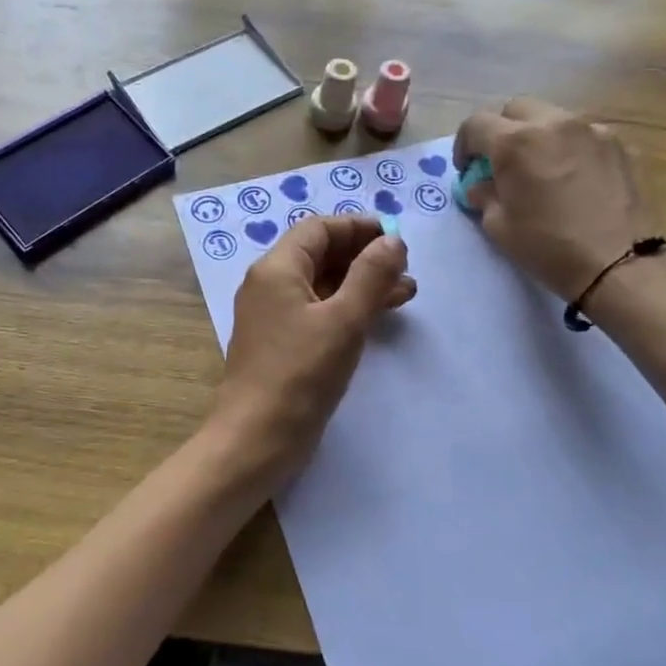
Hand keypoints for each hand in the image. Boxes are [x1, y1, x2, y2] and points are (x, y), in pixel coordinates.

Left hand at [213, 215, 415, 474]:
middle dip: (364, 256)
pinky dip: (348, 308)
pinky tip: (378, 316)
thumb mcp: (343, 320)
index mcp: (276, 269)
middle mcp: (269, 285)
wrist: (258, 437)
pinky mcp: (282, 343)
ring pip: (323, 284)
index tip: (396, 237)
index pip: (318, 229)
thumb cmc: (300, 373)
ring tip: (407, 292)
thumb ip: (371, 275)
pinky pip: (318, 311)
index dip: (358, 227)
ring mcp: (274, 316)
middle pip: (320, 254)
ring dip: (362, 283)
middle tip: (406, 268)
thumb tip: (391, 240)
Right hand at [454, 97, 654, 302]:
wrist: (619, 264)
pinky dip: (571, 148)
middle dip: (502, 131)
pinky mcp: (621, 144)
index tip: (468, 169)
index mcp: (516, 143)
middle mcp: (554, 123)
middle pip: (516, 109)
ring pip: (553, 118)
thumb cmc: (548, 247)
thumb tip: (482, 184)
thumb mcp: (499, 227)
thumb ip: (484, 195)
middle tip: (502, 164)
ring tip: (542, 170)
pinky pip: (584, 135)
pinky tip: (575, 178)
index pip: (476, 124)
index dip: (464, 145)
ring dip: (538, 137)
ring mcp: (593, 130)